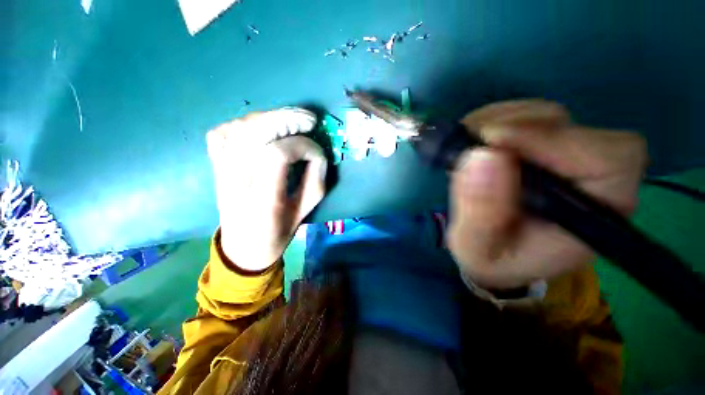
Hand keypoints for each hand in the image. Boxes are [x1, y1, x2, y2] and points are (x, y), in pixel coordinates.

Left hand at [206, 108, 326, 271]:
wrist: (242, 248)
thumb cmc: (277, 233)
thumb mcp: (304, 213)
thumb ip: (315, 181)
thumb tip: (318, 153)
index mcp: (262, 199)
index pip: (277, 154)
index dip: (301, 146)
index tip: (317, 152)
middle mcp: (236, 181)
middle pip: (255, 133)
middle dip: (286, 120)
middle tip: (308, 120)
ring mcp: (220, 170)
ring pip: (239, 127)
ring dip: (268, 117)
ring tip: (290, 120)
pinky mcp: (215, 166)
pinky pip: (222, 132)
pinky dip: (243, 122)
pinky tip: (261, 127)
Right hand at [447, 100, 646, 288]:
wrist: (493, 253)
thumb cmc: (492, 259)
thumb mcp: (477, 250)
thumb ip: (480, 214)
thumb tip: (480, 157)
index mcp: (593, 213)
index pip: (609, 158)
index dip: (553, 141)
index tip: (494, 144)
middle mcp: (589, 176)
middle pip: (571, 126)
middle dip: (515, 127)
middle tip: (471, 142)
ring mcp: (564, 155)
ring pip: (545, 115)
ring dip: (500, 120)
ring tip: (468, 143)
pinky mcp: (540, 146)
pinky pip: (524, 115)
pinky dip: (494, 118)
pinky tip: (474, 138)